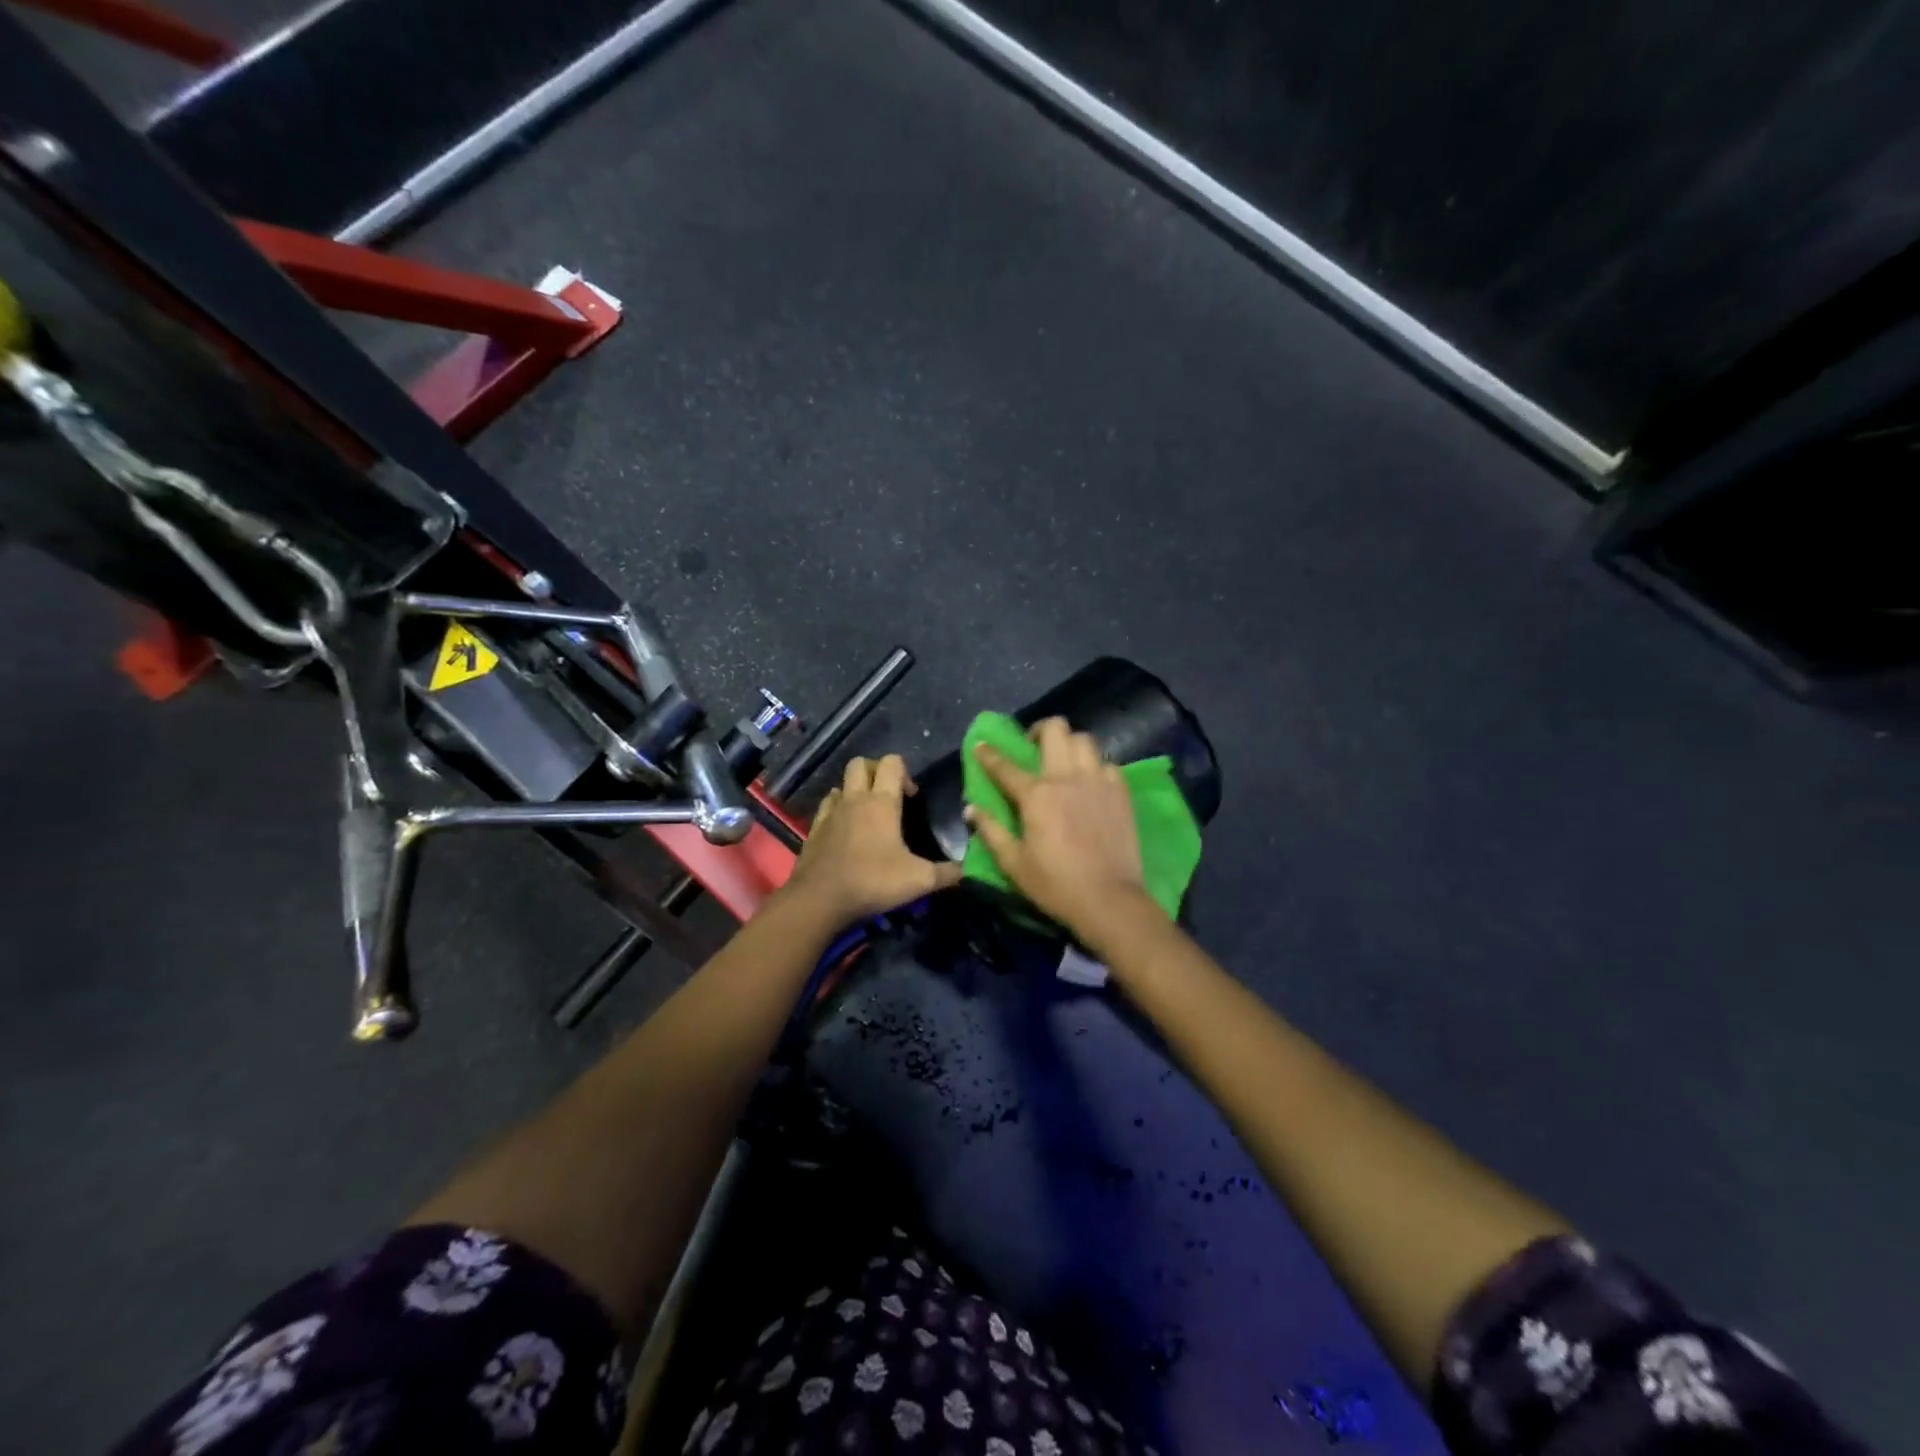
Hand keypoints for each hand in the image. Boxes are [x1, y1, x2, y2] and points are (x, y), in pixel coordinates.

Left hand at [785, 754, 962, 923]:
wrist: (819, 899)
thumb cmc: (872, 881)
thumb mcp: (919, 880)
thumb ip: (947, 873)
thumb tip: (968, 869)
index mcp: (881, 802)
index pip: (892, 763)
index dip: (905, 772)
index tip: (912, 797)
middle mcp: (854, 799)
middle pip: (860, 764)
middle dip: (876, 771)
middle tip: (889, 795)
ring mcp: (830, 813)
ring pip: (840, 785)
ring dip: (854, 791)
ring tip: (867, 814)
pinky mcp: (814, 831)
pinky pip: (826, 808)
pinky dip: (836, 811)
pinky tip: (845, 830)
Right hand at [967, 718, 1148, 938]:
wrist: (1109, 900)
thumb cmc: (1055, 885)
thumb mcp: (1013, 864)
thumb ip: (991, 831)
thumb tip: (972, 808)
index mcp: (1036, 796)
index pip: (1005, 765)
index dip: (989, 754)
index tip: (981, 746)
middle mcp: (1067, 778)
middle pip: (1055, 729)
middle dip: (1039, 730)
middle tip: (1033, 748)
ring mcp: (1098, 781)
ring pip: (1085, 739)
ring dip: (1070, 744)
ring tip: (1064, 762)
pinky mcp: (1121, 792)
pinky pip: (1107, 763)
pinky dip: (1095, 766)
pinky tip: (1090, 783)